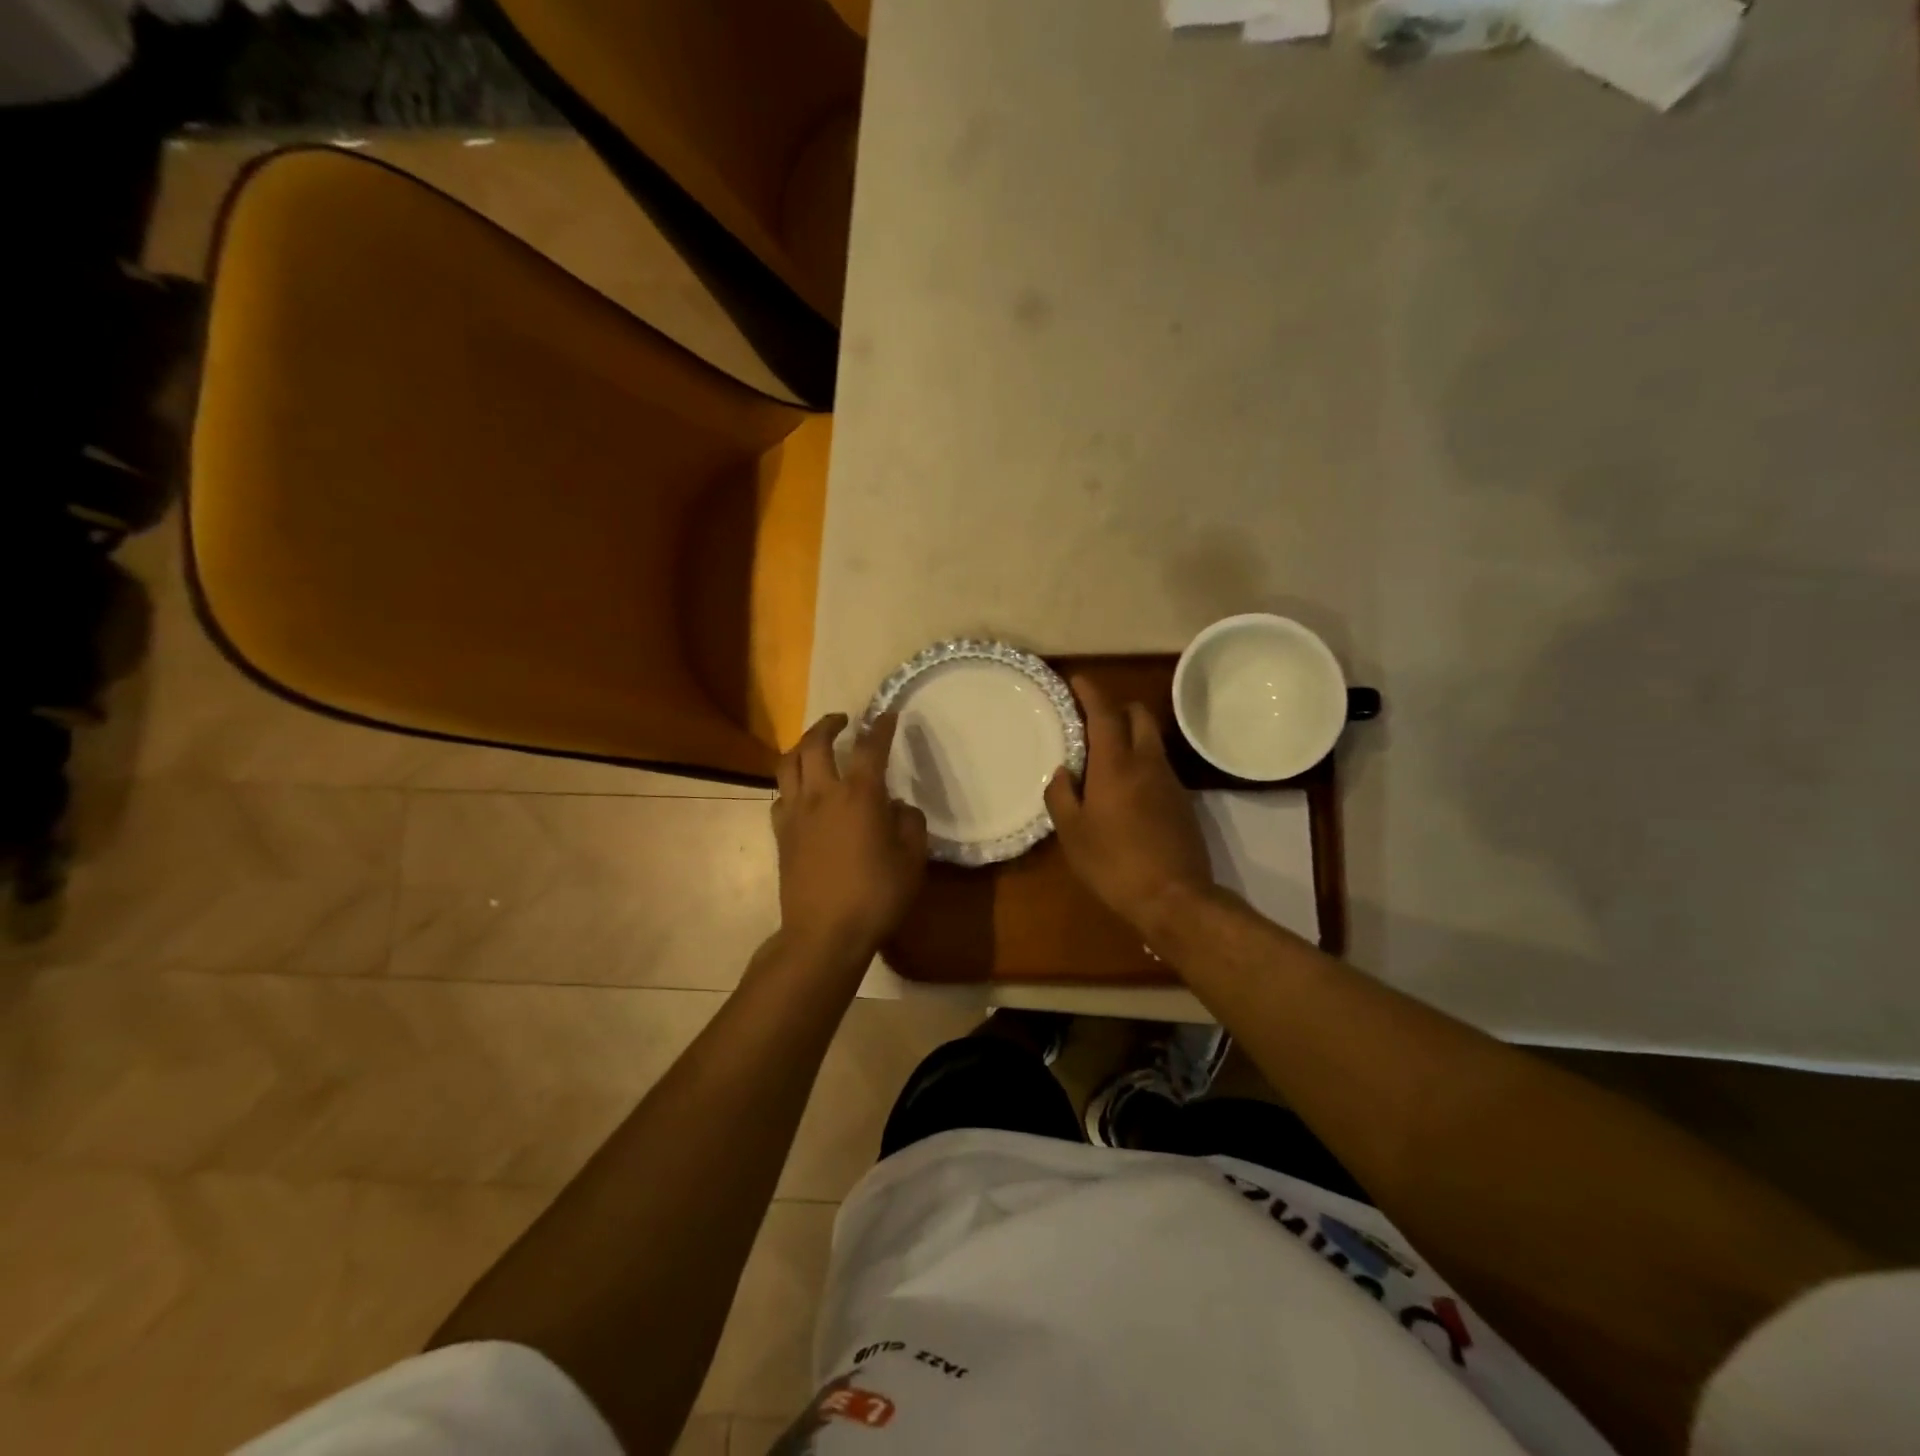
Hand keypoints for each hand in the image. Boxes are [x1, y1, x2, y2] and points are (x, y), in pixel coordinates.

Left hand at [773, 712, 927, 964]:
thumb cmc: (876, 896)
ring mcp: (796, 813)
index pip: (870, 748)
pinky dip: (791, 784)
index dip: (881, 727)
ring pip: (788, 764)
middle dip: (829, 724)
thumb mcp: (912, 860)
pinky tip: (800, 792)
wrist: (824, 934)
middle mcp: (823, 794)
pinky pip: (780, 796)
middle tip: (843, 720)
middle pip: (816, 743)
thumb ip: (910, 824)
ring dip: (802, 745)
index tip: (887, 715)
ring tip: (814, 744)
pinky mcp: (780, 834)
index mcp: (859, 796)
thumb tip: (897, 806)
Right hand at [1044, 678, 1214, 939]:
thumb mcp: (1072, 833)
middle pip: (1138, 715)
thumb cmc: (1114, 863)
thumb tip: (1063, 771)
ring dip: (1129, 735)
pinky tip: (1125, 789)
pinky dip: (1141, 761)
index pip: (1105, 713)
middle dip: (1116, 708)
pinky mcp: (1182, 801)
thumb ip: (1061, 795)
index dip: (1091, 692)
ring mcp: (1169, 781)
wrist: (1174, 897)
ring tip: (1104, 758)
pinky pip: (1158, 765)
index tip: (1077, 680)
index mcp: (1116, 764)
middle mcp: (1147, 762)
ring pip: (1151, 740)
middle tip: (1091, 722)